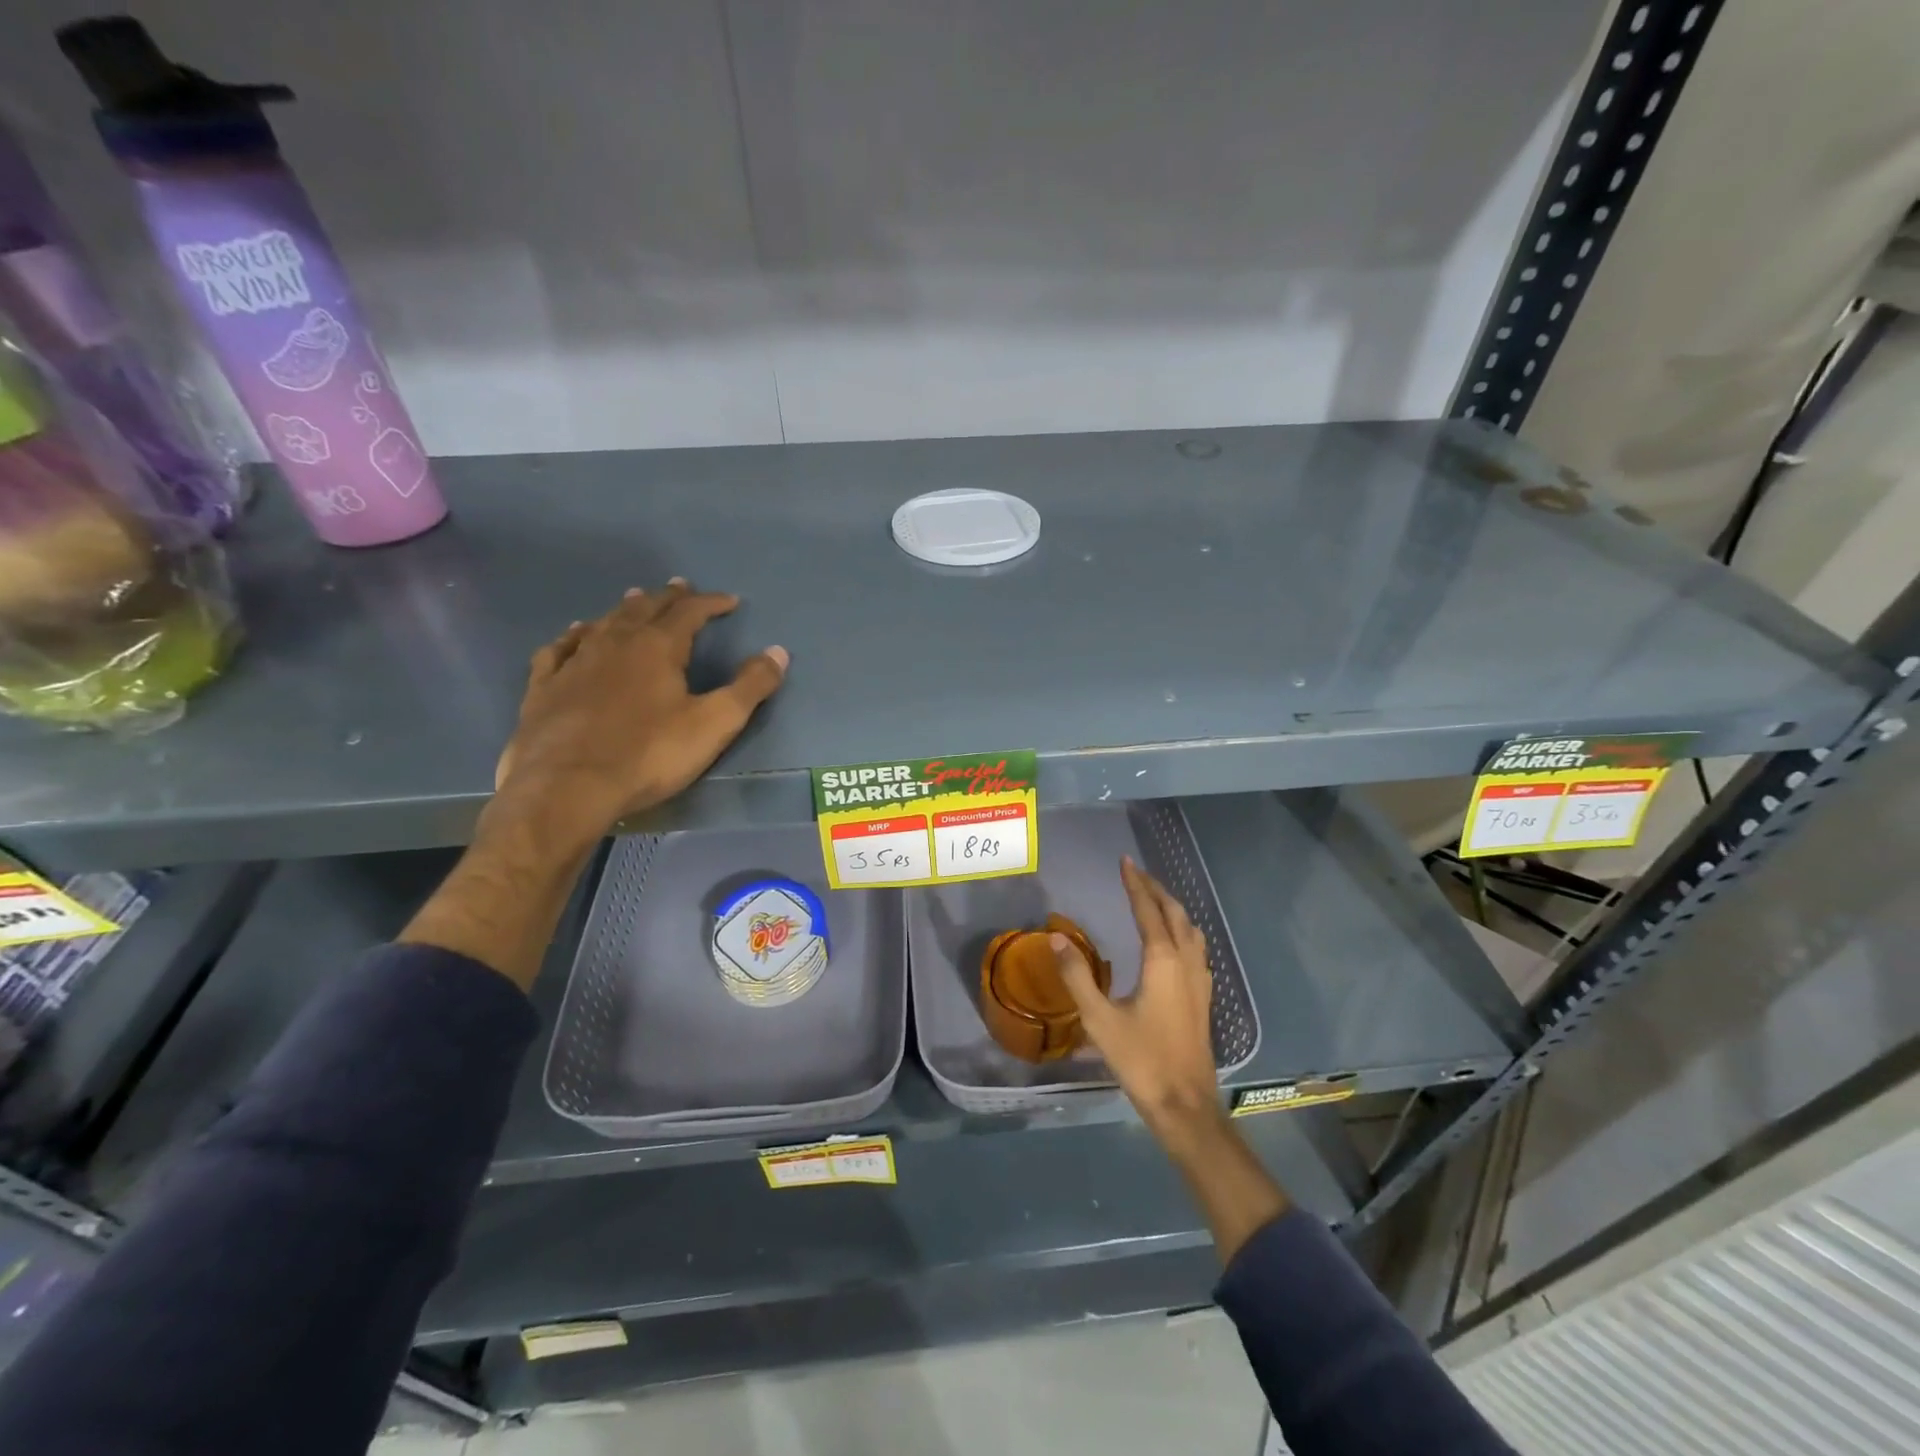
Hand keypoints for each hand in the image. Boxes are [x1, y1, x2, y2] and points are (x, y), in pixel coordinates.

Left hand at [491, 580, 787, 849]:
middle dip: (667, 597)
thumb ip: (749, 687)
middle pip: (644, 609)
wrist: (567, 786)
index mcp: (657, 647)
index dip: (711, 603)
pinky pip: (560, 648)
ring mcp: (575, 662)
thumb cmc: (649, 755)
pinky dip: (574, 635)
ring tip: (635, 600)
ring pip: (603, 623)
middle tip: (680, 587)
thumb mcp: (714, 723)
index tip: (729, 601)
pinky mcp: (544, 687)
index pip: (689, 611)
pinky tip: (575, 634)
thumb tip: (778, 652)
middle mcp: (615, 643)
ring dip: (624, 609)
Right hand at [1054, 857, 1218, 1129]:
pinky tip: (1174, 944)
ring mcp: (1199, 981)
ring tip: (1154, 900)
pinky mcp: (1203, 998)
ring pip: (1190, 930)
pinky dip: (1183, 931)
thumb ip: (1077, 976)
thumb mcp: (1099, 1019)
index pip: (1148, 910)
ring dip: (1173, 908)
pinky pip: (1196, 948)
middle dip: (1156, 890)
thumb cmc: (1140, 1060)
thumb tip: (1056, 937)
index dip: (1135, 884)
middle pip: (1175, 914)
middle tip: (1137, 874)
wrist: (1184, 1104)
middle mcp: (1185, 963)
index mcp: (1162, 961)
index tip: (1125, 862)